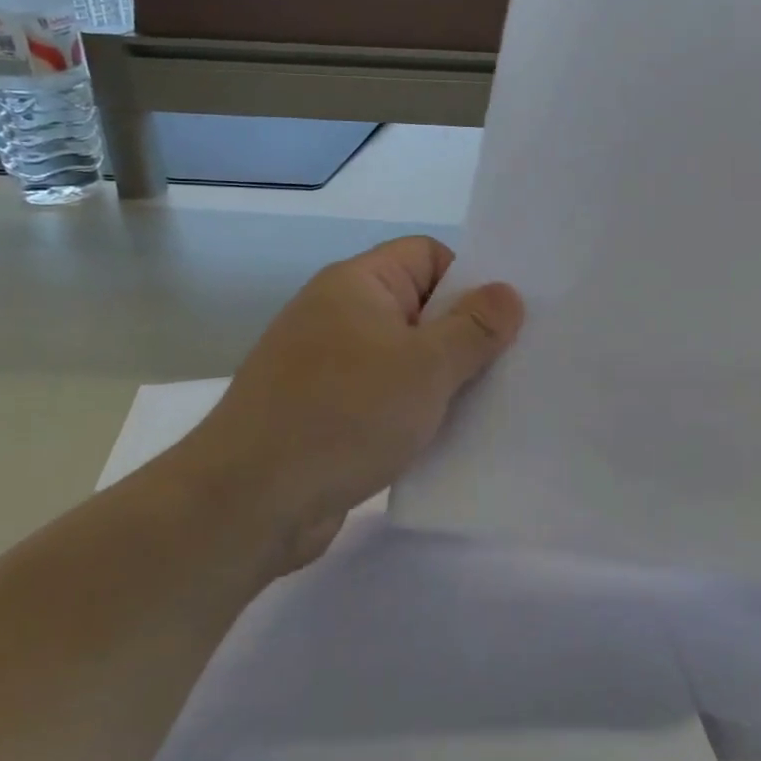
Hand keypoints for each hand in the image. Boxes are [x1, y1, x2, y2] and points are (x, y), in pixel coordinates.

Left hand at [181, 237, 522, 571]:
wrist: (247, 504)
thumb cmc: (343, 415)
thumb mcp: (426, 367)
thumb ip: (475, 328)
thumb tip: (509, 293)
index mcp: (358, 285)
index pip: (428, 256)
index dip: (470, 279)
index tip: (505, 320)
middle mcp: (341, 316)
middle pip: (422, 307)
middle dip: (466, 335)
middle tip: (513, 362)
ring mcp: (331, 367)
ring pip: (408, 358)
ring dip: (445, 380)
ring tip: (491, 402)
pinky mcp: (328, 414)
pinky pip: (388, 398)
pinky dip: (417, 412)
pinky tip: (449, 436)